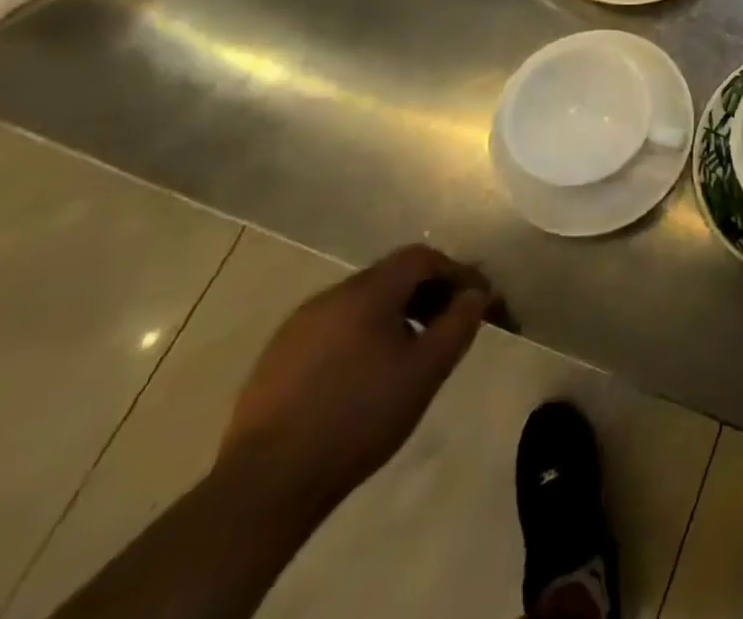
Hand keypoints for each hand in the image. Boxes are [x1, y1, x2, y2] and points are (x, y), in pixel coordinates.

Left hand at [219, 244, 492, 511]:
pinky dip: (358, 339)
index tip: (474, 302)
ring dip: (391, 318)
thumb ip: (459, 324)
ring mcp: (296, 328)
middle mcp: (330, 297)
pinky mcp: (274, 361)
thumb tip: (476, 295)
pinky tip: (361, 378)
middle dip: (424, 295)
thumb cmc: (359, 417)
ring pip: (358, 305)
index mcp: (367, 291)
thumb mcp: (426, 371)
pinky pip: (330, 331)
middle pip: (389, 277)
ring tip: (406, 355)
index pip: (421, 258)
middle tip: (445, 327)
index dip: (454, 272)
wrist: (266, 485)